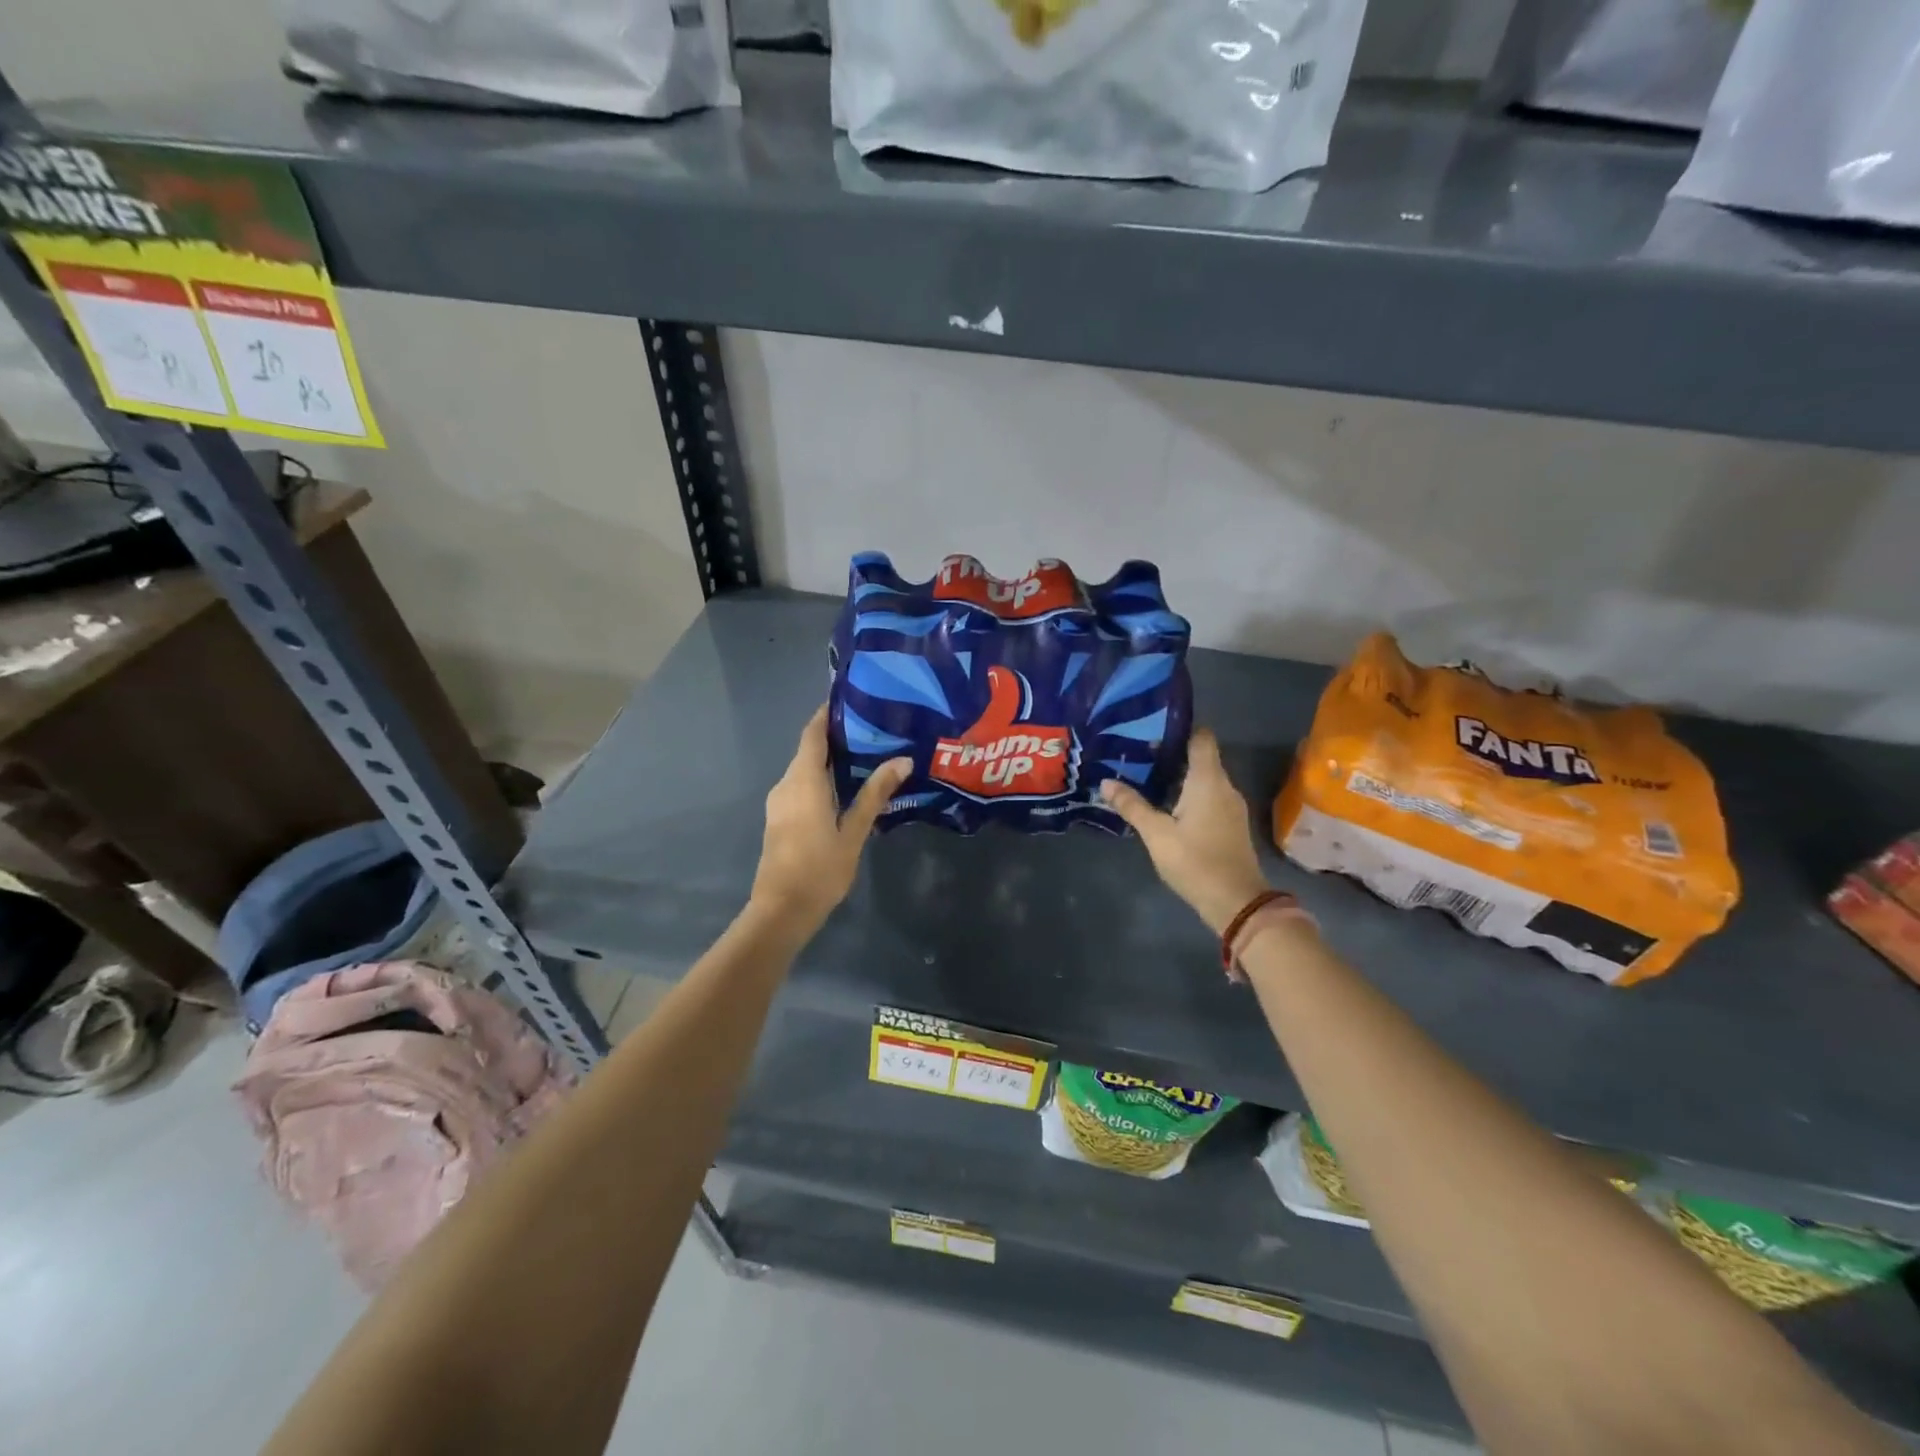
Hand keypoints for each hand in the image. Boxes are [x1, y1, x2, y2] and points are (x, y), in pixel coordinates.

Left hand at [751, 706, 910, 936]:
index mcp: (803, 781)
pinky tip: (846, 788)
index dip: (826, 714)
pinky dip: (821, 778)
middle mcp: (786, 784)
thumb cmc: (820, 869)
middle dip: (835, 737)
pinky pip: (801, 786)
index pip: (812, 734)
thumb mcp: (854, 832)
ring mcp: (779, 802)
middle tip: (872, 729)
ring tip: (865, 755)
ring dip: (829, 760)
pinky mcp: (780, 818)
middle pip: (808, 750)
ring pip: (804, 770)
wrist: (781, 910)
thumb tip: (902, 760)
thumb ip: (875, 794)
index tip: (850, 699)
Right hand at [1100, 727, 1270, 934]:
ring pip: (1204, 780)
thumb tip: (1106, 782)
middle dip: (1171, 755)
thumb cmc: (1195, 861)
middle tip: (1137, 755)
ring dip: (1179, 778)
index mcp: (1208, 780)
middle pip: (1201, 758)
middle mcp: (1224, 786)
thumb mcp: (1156, 834)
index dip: (1180, 729)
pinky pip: (1209, 797)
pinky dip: (1189, 795)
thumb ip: (1132, 806)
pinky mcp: (1231, 824)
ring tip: (1146, 778)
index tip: (1152, 730)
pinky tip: (1166, 806)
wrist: (1236, 902)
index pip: (1201, 738)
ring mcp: (1231, 806)